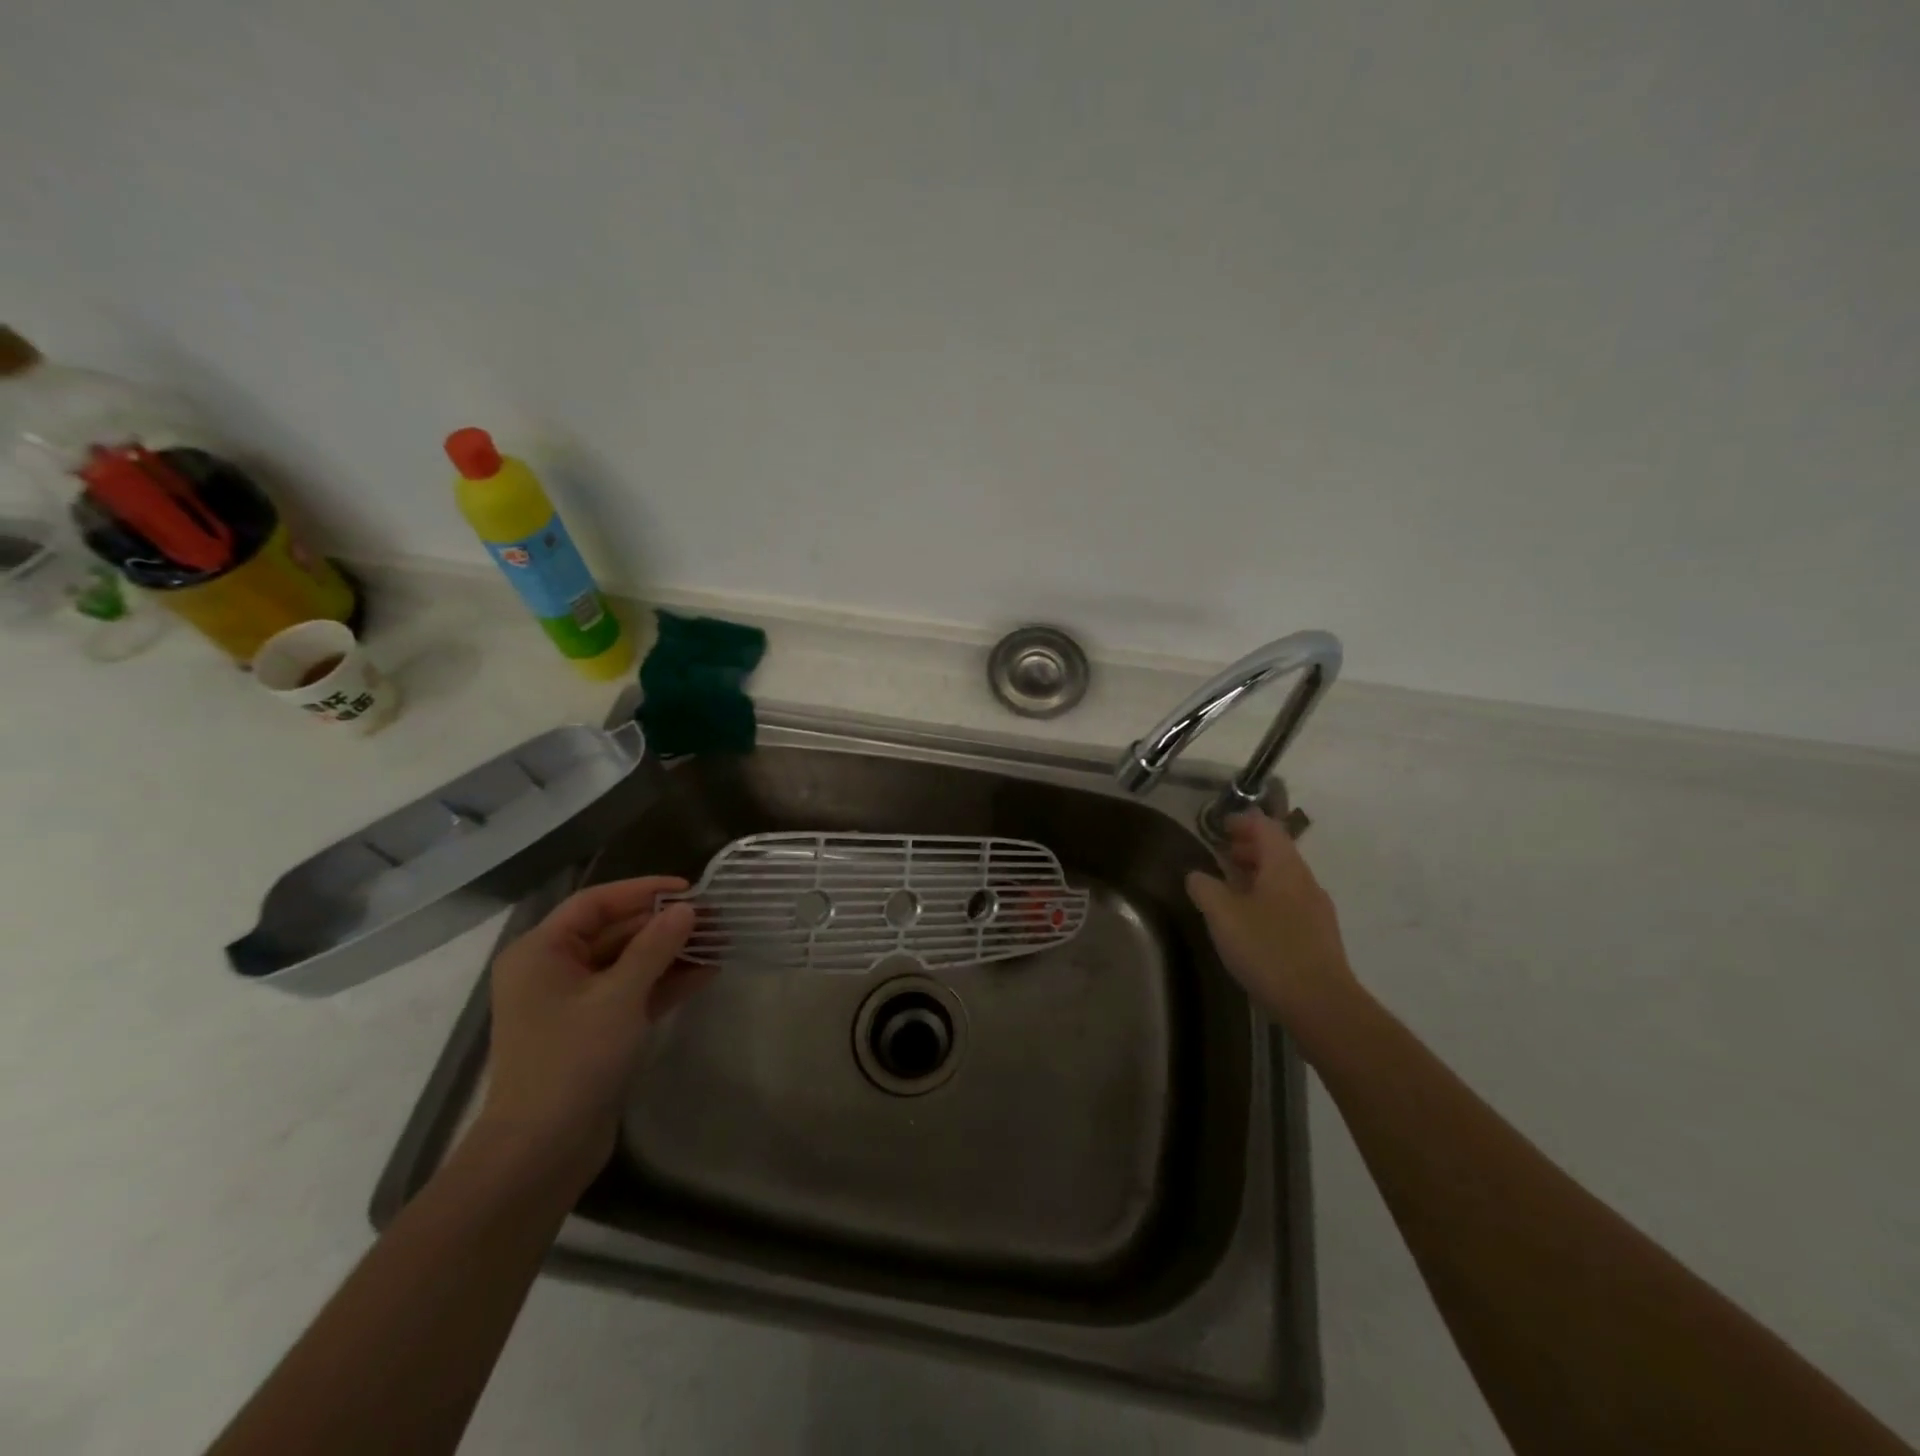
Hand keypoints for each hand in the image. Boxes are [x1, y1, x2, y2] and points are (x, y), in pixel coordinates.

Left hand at [477, 877, 707, 1191]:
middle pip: (615, 931)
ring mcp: (574, 1002)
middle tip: (714, 917)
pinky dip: (665, 982)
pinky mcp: (595, 1029)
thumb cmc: (572, 1060)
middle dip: (664, 925)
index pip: (596, 903)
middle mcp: (553, 970)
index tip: (690, 889)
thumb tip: (686, 909)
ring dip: (671, 953)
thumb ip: (655, 947)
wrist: (542, 1150)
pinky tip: (706, 972)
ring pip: (629, 963)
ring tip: (719, 941)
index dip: (643, 891)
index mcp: (541, 952)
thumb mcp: (619, 996)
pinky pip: (633, 992)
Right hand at [1185, 812, 1357, 1024]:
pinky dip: (1267, 898)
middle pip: (1278, 852)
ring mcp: (1316, 910)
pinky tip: (1250, 921)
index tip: (1220, 825)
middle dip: (1249, 848)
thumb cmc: (1268, 949)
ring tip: (1230, 887)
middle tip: (1221, 853)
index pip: (1266, 828)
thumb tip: (1196, 874)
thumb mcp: (1223, 915)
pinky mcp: (1318, 937)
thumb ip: (1205, 888)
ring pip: (1284, 879)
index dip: (1243, 821)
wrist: (1320, 1004)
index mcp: (1285, 867)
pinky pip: (1289, 903)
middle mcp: (1305, 882)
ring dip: (1257, 875)